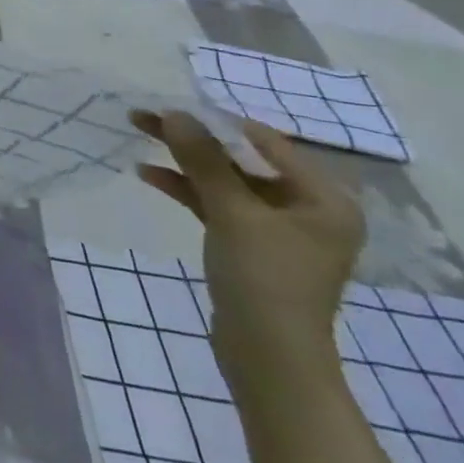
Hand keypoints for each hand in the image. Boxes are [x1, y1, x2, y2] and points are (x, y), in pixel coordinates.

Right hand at [130, 110, 365, 390]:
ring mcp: (279, 229)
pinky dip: (187, 190)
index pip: (264, 141)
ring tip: (139, 136)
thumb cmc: (265, 279)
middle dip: (193, 139)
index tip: (169, 104)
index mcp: (324, 198)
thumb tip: (175, 113)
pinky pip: (218, 205)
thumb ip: (204, 160)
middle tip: (144, 117)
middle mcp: (308, 208)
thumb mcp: (232, 213)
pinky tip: (149, 174)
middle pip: (241, 160)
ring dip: (184, 161)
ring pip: (225, 181)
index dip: (215, 120)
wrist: (269, 358)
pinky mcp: (252, 246)